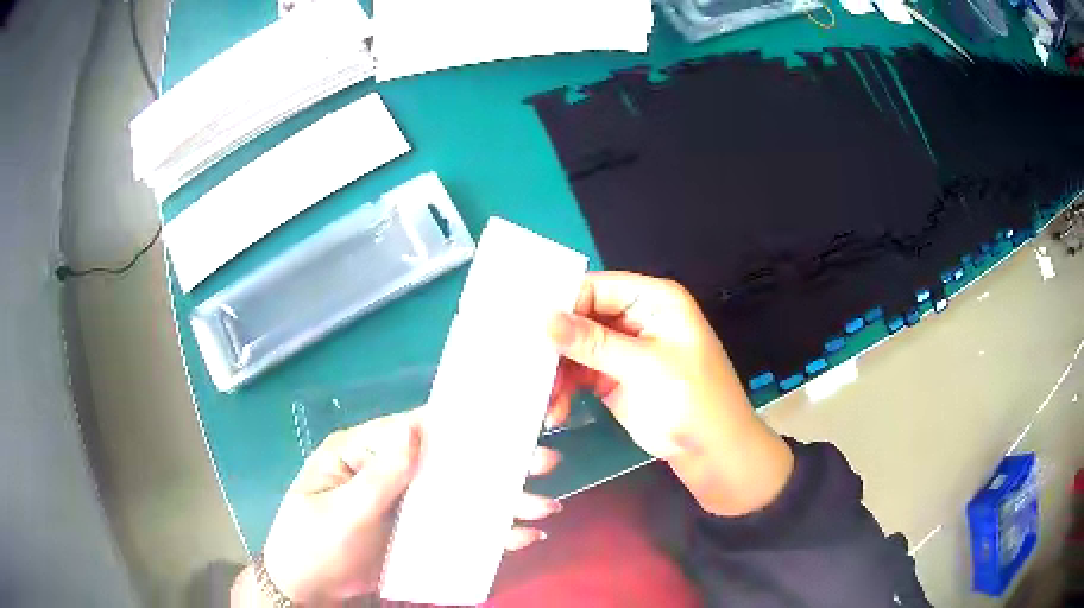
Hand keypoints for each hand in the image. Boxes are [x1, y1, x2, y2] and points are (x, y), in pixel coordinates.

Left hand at [233, 410, 561, 605]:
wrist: (309, 591)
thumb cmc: (313, 544)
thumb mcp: (342, 511)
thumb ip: (380, 476)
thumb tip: (416, 429)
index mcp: (361, 453)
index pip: (413, 430)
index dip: (458, 425)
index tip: (505, 421)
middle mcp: (389, 473)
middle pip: (447, 464)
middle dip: (495, 466)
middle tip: (544, 463)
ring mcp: (406, 506)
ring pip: (459, 497)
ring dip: (502, 502)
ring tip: (545, 506)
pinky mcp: (417, 534)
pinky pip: (457, 529)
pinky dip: (489, 533)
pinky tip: (521, 537)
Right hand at [547, 272, 793, 516]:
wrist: (712, 452)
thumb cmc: (692, 399)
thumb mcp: (645, 367)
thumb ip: (594, 343)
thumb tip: (545, 319)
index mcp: (653, 301)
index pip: (597, 287)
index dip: (562, 302)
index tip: (525, 323)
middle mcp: (635, 318)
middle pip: (582, 317)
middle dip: (555, 342)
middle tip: (524, 363)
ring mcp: (623, 350)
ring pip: (576, 348)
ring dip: (556, 372)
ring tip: (542, 399)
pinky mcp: (613, 379)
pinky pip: (579, 374)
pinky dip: (564, 389)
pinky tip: (555, 410)